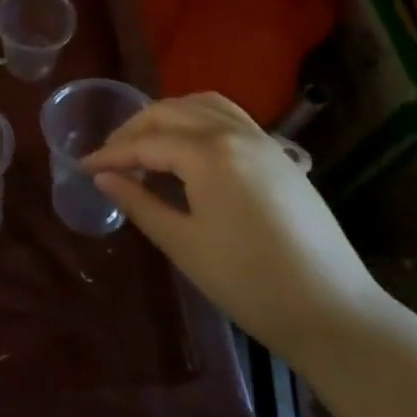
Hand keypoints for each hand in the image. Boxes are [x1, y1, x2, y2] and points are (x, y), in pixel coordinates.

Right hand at [81, 93, 385, 363]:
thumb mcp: (183, 244)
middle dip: (134, 129)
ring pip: (203, 106)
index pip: (147, 142)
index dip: (111, 154)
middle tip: (109, 157)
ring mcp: (262, 140)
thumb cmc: (249, 283)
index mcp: (209, 153)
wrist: (332, 311)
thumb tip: (103, 177)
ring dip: (167, 116)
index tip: (84, 167)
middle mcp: (235, 133)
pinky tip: (189, 147)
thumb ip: (139, 203)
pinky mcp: (279, 155)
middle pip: (171, 112)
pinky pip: (230, 118)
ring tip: (146, 143)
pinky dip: (199, 119)